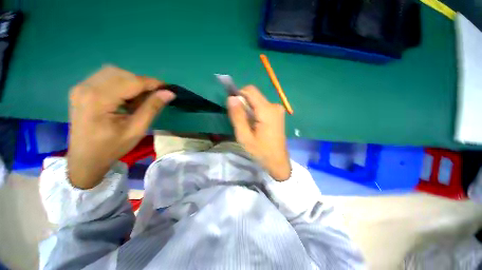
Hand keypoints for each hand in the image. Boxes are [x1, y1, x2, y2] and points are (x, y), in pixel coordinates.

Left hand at [67, 66, 174, 188]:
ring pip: (113, 73)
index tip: (167, 88)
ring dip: (131, 82)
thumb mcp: (137, 130)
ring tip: (138, 100)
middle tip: (153, 97)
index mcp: (98, 100)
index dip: (152, 83)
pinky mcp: (80, 90)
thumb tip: (168, 93)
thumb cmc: (112, 147)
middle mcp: (85, 88)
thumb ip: (152, 108)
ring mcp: (80, 87)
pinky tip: (125, 99)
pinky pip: (105, 78)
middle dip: (141, 82)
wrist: (85, 158)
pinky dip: (121, 84)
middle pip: (121, 73)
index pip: (131, 81)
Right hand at [227, 86, 290, 180]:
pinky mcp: (278, 114)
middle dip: (244, 104)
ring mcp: (278, 109)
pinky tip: (255, 125)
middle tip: (241, 121)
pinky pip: (262, 107)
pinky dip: (255, 112)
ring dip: (249, 109)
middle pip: (254, 95)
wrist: (278, 161)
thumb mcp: (244, 136)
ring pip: (257, 101)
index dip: (239, 94)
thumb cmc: (261, 151)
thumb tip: (231, 98)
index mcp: (267, 110)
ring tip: (248, 125)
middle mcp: (274, 105)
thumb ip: (237, 116)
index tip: (233, 107)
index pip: (250, 90)